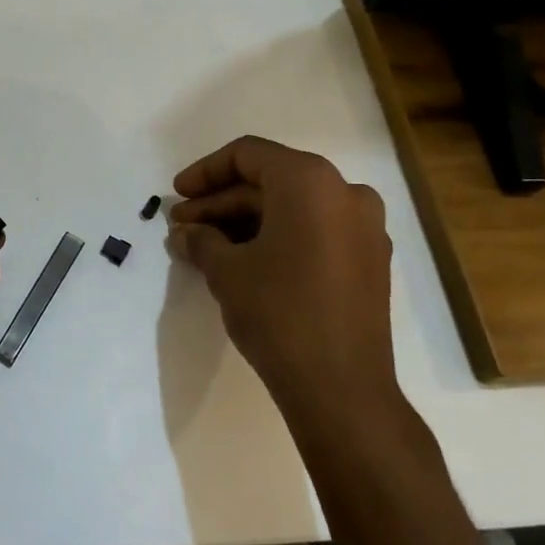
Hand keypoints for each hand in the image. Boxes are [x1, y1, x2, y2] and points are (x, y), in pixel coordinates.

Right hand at [169, 136, 397, 422]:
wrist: (342, 389)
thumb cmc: (279, 313)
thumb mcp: (226, 270)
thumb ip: (200, 240)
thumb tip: (183, 233)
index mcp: (310, 181)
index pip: (248, 155)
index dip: (205, 172)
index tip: (176, 194)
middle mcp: (344, 192)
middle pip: (270, 182)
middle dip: (221, 202)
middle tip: (182, 226)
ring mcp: (363, 228)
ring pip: (292, 208)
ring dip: (245, 222)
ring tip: (203, 246)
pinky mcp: (368, 260)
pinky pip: (314, 231)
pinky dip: (277, 237)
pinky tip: (241, 260)